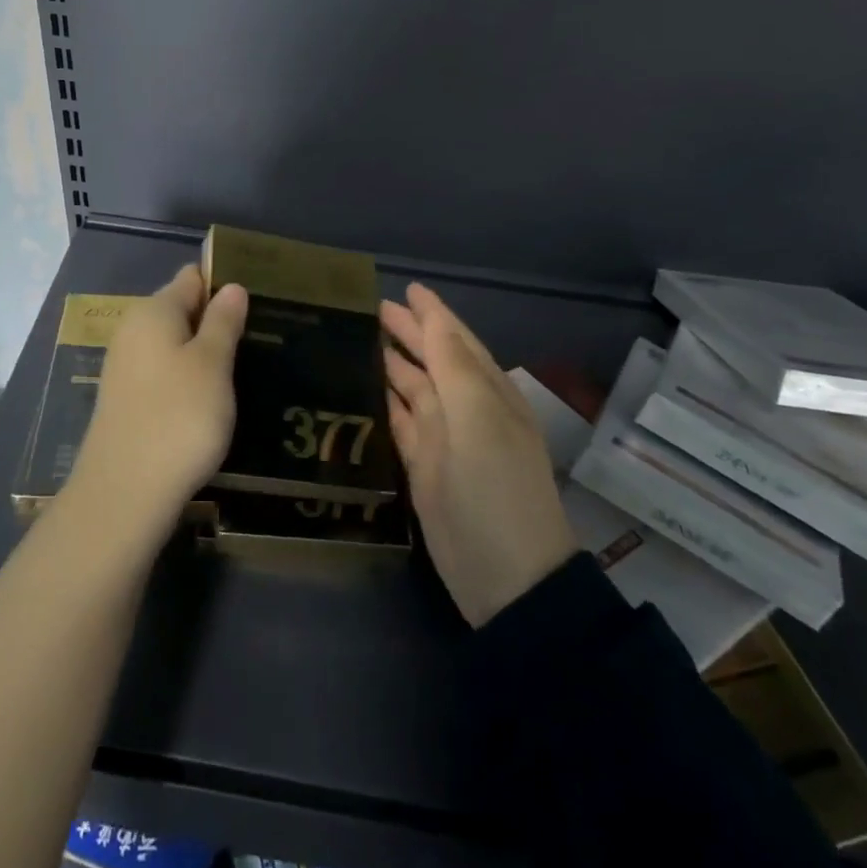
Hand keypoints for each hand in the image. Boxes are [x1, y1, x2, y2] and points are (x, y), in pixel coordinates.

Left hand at [64, 266, 248, 548]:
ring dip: (204, 352)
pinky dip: (189, 378)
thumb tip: (232, 286)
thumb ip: (222, 322)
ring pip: (174, 345)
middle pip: (181, 311)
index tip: (257, 297)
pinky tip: (212, 398)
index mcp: (153, 312)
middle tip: (259, 334)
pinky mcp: (127, 400)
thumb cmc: (178, 417)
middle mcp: (133, 332)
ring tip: (244, 365)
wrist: (125, 493)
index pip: (191, 278)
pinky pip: (165, 373)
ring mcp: (126, 368)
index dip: (223, 283)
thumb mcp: (212, 364)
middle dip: (216, 319)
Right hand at [382, 283, 577, 626]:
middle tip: (371, 310)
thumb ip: (453, 365)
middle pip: (431, 361)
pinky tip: (363, 389)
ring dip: (391, 365)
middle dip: (407, 334)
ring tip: (359, 340)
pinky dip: (384, 404)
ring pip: (413, 390)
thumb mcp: (479, 420)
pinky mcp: (423, 468)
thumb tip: (432, 318)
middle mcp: (465, 410)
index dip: (432, 314)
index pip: (455, 340)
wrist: (507, 578)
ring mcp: (443, 440)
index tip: (406, 289)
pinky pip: (400, 424)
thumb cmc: (495, 489)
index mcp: (486, 392)